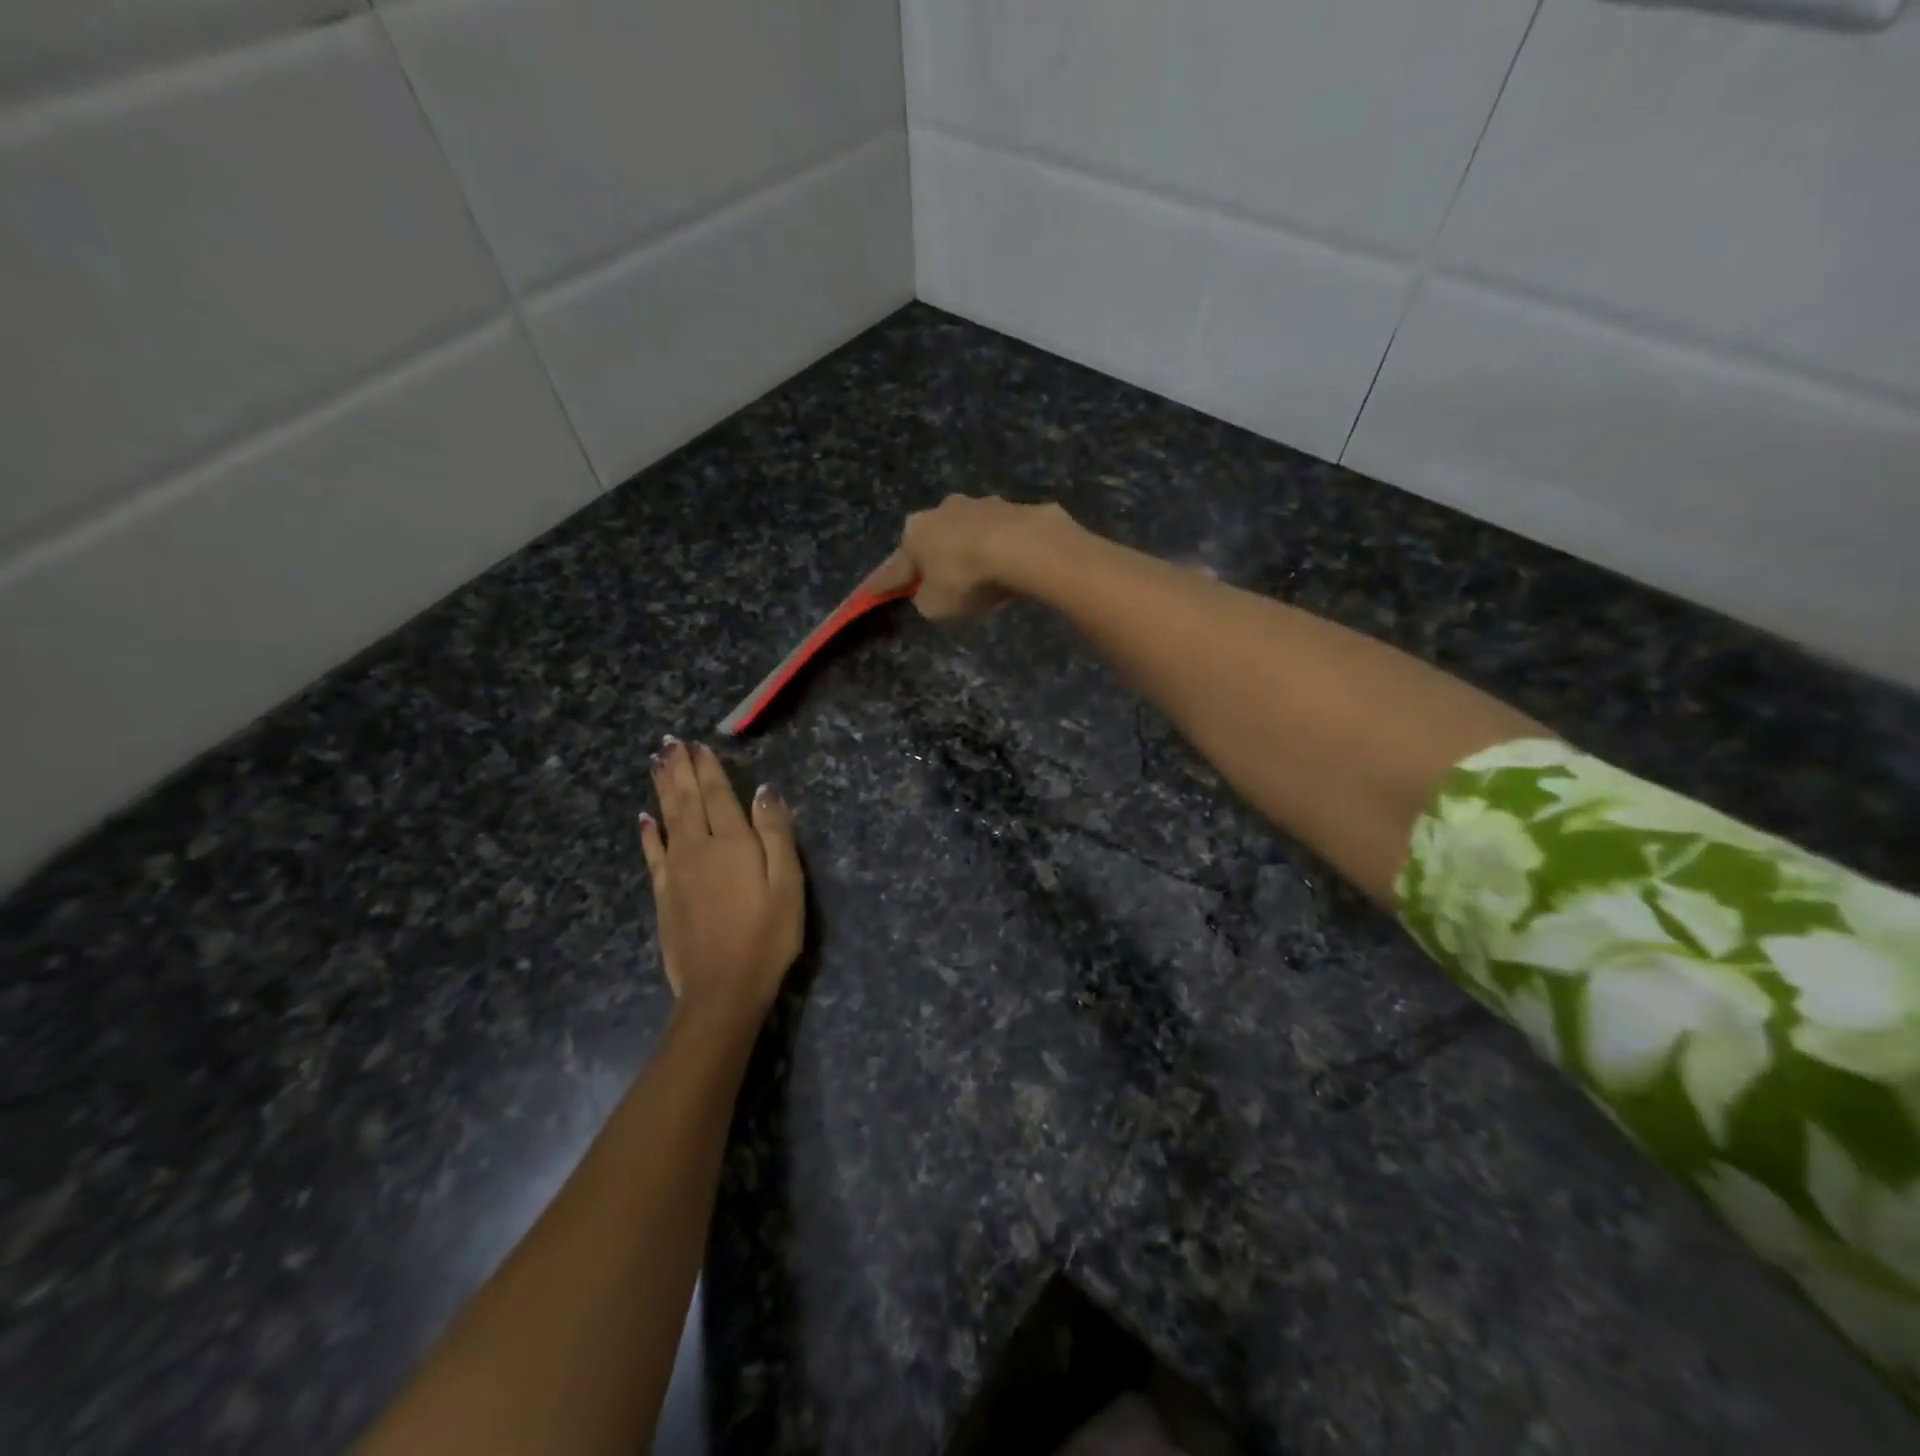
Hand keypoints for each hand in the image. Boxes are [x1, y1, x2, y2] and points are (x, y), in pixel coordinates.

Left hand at [639, 739, 803, 1033]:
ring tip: (656, 764)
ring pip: (666, 818)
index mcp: (732, 842)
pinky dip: (648, 832)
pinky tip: (643, 819)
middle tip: (669, 743)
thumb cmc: (767, 935)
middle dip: (679, 769)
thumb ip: (776, 834)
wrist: (722, 987)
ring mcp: (676, 870)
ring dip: (661, 789)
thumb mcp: (787, 883)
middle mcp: (698, 847)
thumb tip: (766, 791)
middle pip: (686, 800)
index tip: (697, 744)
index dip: (708, 768)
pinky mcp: (663, 894)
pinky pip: (652, 853)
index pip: (718, 794)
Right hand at [873, 494, 1068, 622]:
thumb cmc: (966, 578)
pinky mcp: (1013, 507)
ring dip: (967, 550)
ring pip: (966, 532)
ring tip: (977, 573)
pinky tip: (1005, 565)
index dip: (886, 585)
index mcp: (914, 532)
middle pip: (932, 541)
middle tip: (936, 581)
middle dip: (932, 559)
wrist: (1022, 546)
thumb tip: (930, 592)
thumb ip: (926, 600)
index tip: (873, 593)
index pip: (895, 567)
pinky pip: (998, 535)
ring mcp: (979, 504)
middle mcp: (941, 510)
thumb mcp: (935, 606)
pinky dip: (997, 549)